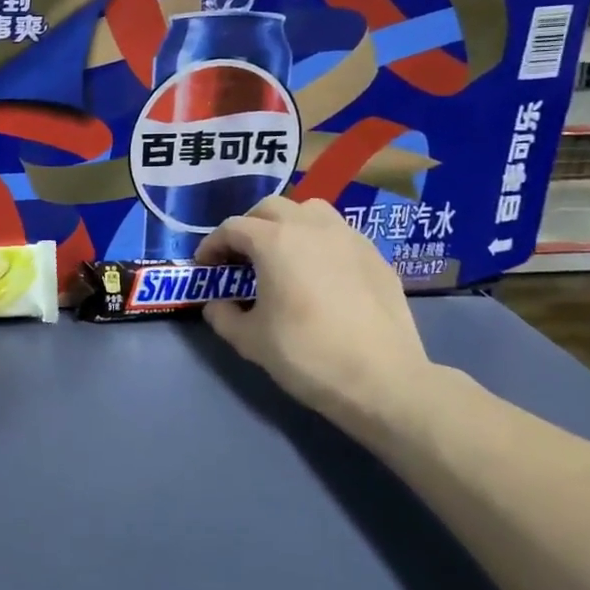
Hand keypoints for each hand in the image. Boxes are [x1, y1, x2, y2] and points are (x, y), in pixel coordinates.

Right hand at [195, 195, 431, 427]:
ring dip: (288, 223)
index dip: (212, 245)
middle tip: (241, 257)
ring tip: (283, 254)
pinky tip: (321, 273)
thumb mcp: (250, 341)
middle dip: (249, 227)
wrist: (383, 380)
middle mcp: (311, 226)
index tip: (205, 266)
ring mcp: (349, 237)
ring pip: (311, 210)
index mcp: (275, 242)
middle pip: (271, 208)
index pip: (232, 228)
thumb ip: (223, 316)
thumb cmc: (307, 355)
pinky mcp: (376, 255)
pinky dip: (320, 241)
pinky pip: (339, 233)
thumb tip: (216, 305)